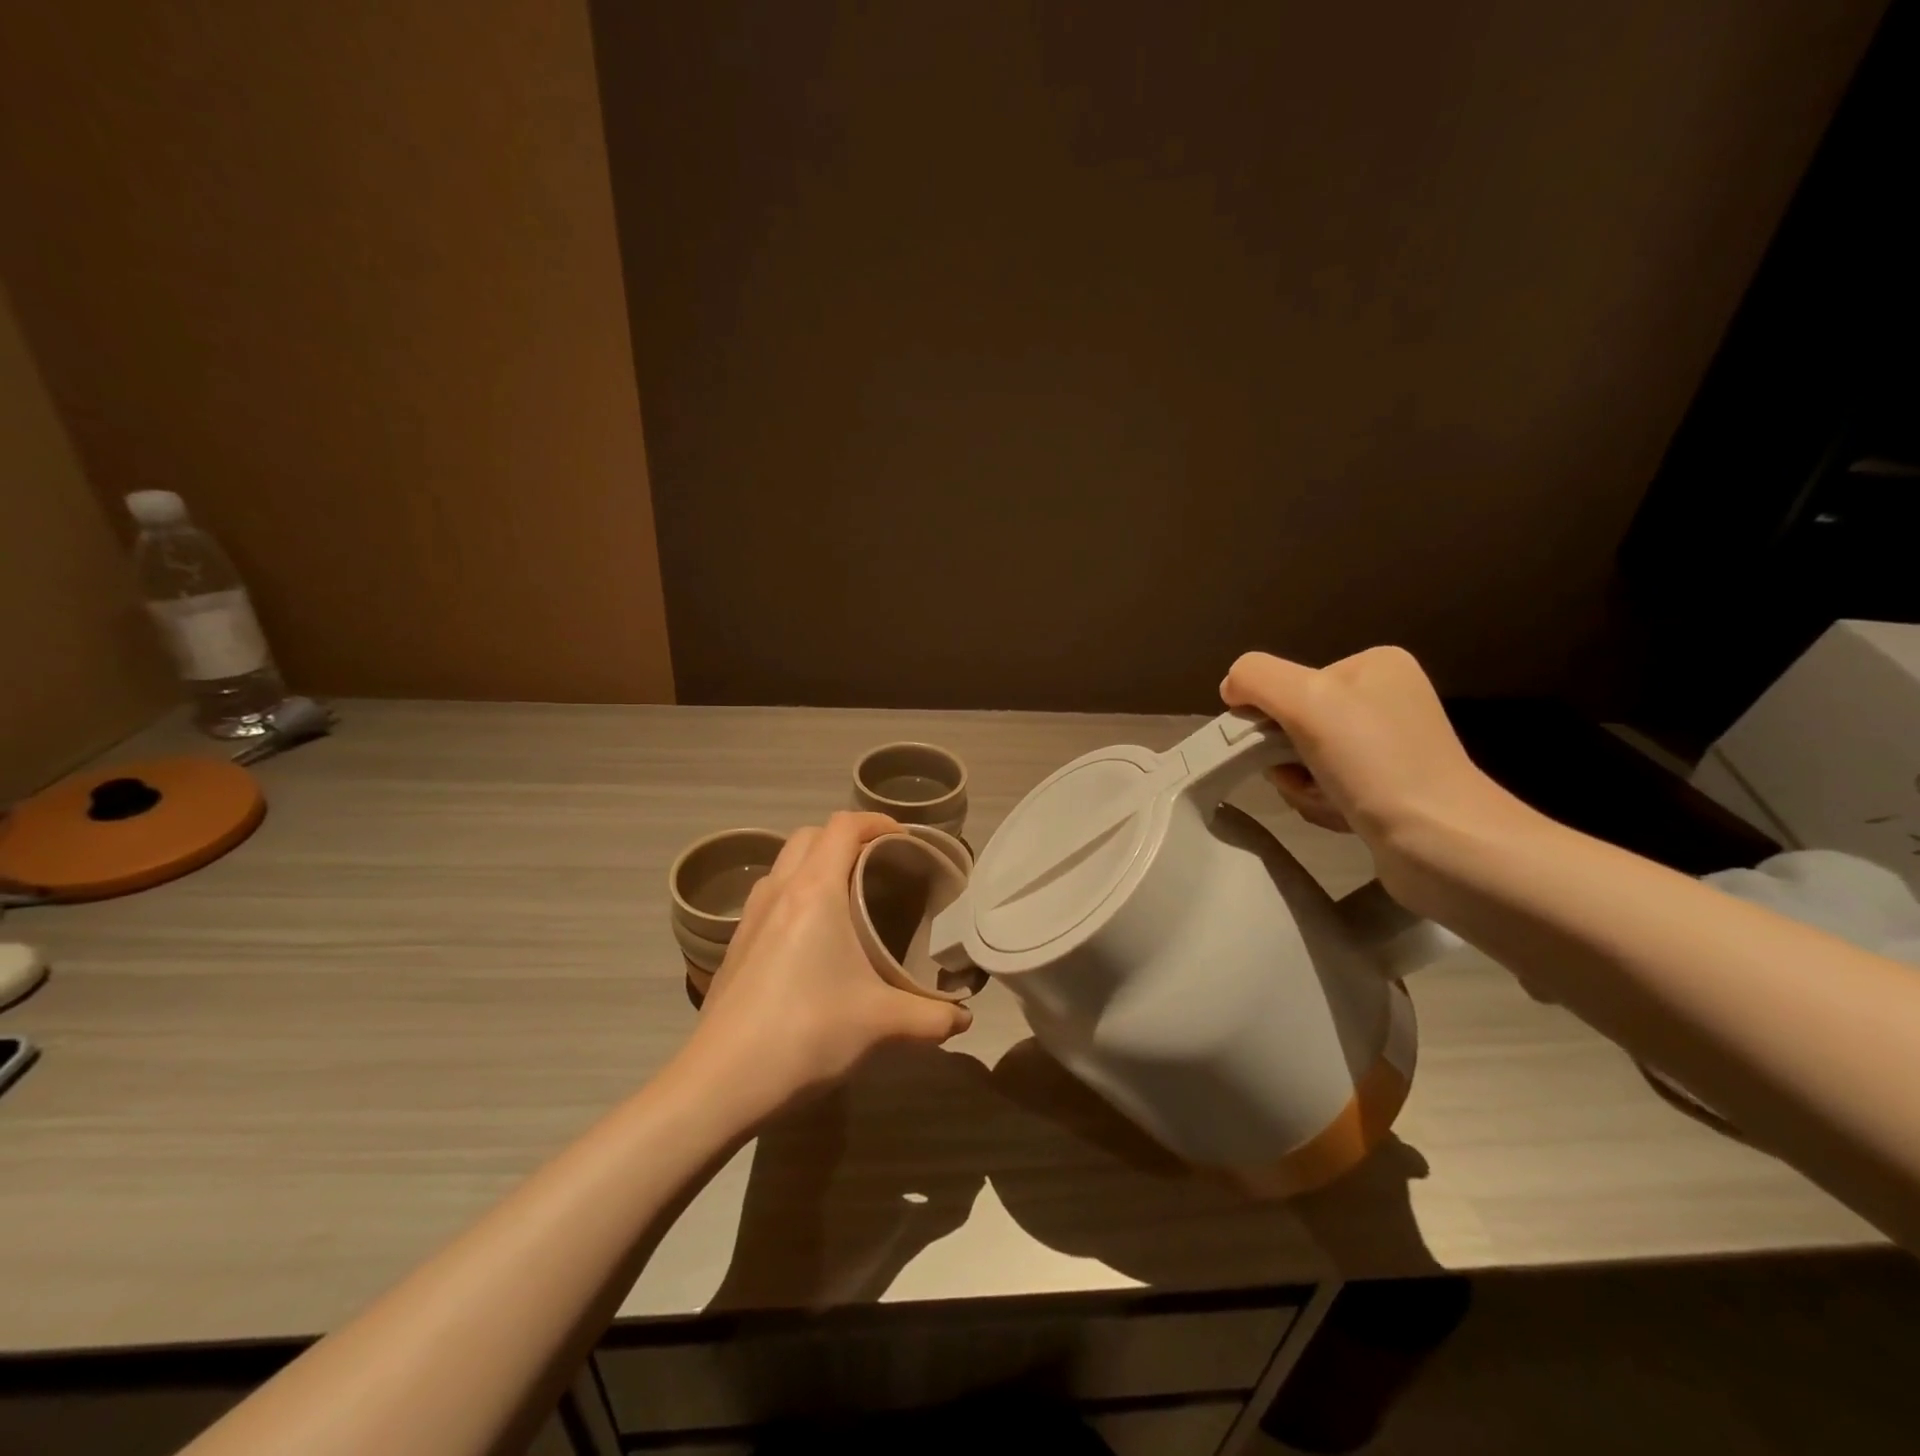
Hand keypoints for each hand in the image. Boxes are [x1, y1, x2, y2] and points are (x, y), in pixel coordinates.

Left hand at [689, 812, 972, 1112]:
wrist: (719, 1083)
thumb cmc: (805, 1033)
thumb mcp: (880, 1024)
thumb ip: (931, 1017)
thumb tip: (964, 1019)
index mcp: (814, 891)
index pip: (843, 826)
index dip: (876, 822)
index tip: (904, 840)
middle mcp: (779, 891)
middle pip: (811, 835)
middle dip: (847, 838)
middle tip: (879, 864)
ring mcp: (750, 917)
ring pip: (785, 863)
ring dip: (816, 862)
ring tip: (848, 894)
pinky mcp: (735, 945)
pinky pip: (770, 895)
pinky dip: (796, 892)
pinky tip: (813, 937)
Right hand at [1220, 648, 1521, 897]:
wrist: (1442, 843)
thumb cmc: (1374, 761)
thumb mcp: (1304, 698)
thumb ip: (1255, 677)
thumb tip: (1231, 689)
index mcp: (1374, 665)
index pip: (1287, 683)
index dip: (1270, 718)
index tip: (1280, 747)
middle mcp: (1385, 699)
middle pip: (1293, 723)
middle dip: (1285, 758)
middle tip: (1302, 778)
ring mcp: (1389, 746)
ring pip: (1303, 759)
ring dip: (1301, 785)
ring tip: (1326, 801)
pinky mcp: (1388, 789)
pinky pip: (1326, 787)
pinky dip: (1321, 803)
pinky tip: (1342, 816)